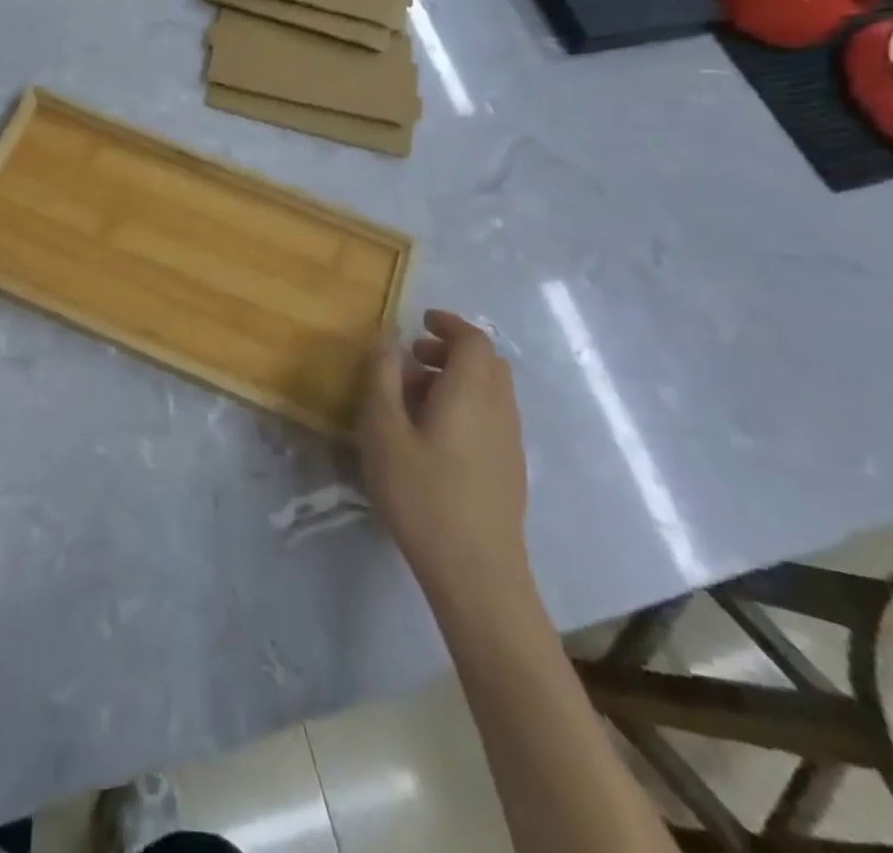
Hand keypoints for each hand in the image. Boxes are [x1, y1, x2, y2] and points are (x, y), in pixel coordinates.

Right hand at [358, 310, 529, 590]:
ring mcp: (510, 441)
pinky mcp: (511, 468)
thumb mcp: (384, 431)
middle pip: (487, 363)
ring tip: (414, 397)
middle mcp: (499, 408)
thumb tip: (387, 338)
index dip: (449, 324)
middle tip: (413, 357)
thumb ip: (382, 378)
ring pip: (491, 391)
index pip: (473, 340)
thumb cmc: (422, 494)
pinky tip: (435, 435)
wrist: (477, 572)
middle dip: (451, 350)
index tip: (421, 321)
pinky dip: (467, 404)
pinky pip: (492, 416)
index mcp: (471, 391)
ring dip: (457, 379)